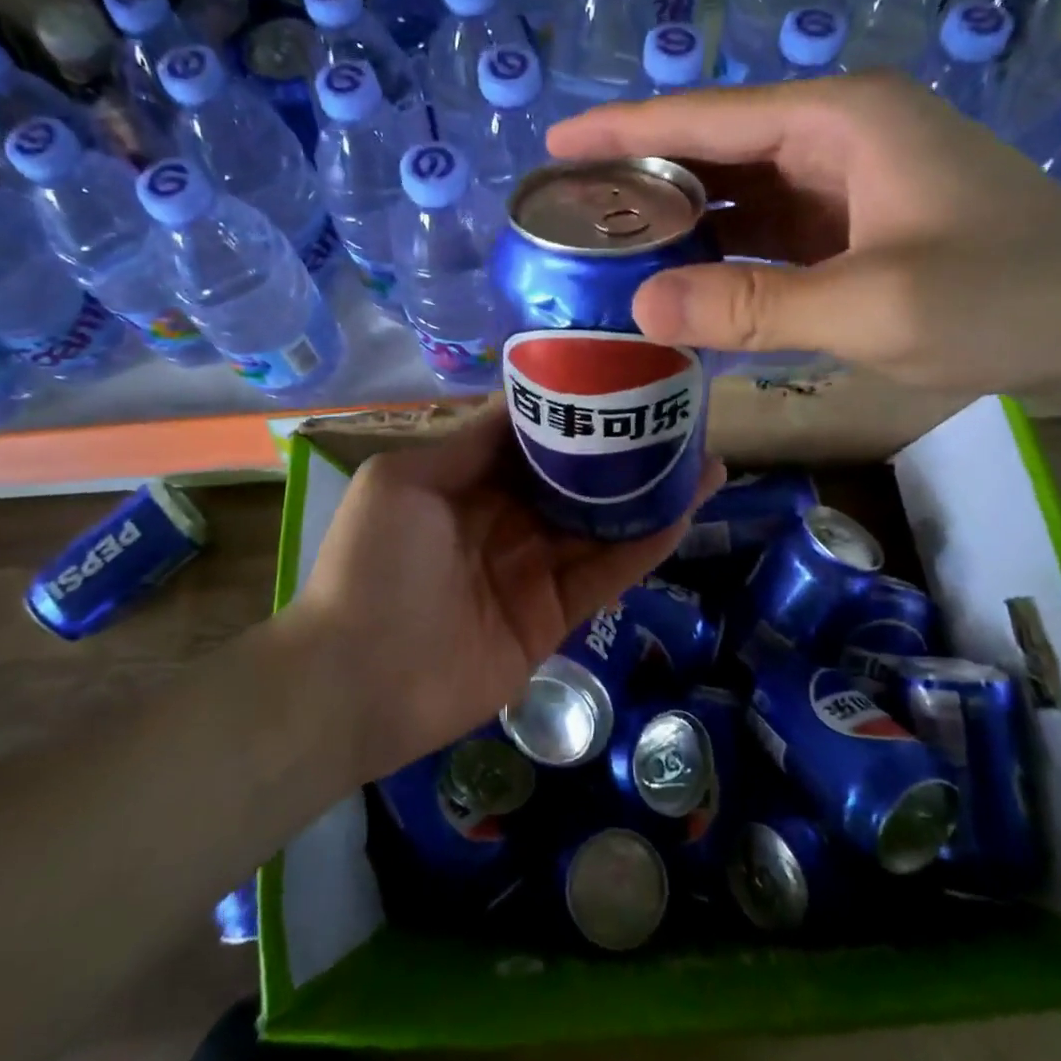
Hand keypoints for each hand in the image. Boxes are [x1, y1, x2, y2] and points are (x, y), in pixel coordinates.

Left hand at [289, 407, 724, 783]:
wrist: (355, 680)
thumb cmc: (373, 564)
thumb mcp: (406, 481)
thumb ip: (469, 442)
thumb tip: (523, 399)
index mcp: (470, 482)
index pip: (533, 438)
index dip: (574, 411)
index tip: (619, 379)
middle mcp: (508, 519)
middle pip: (576, 479)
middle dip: (623, 452)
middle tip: (678, 418)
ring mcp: (534, 568)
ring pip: (602, 523)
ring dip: (650, 494)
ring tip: (705, 459)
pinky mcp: (555, 615)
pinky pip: (607, 573)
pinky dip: (646, 545)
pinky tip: (685, 512)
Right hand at [549, 74, 1060, 404]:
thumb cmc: (1008, 299)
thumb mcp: (873, 307)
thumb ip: (752, 306)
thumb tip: (639, 304)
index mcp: (840, 121)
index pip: (706, 117)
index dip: (624, 130)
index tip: (553, 144)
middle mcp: (838, 138)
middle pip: (715, 150)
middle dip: (642, 179)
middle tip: (569, 213)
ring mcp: (849, 185)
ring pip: (739, 195)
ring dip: (679, 222)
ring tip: (607, 250)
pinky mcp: (857, 228)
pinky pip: (768, 234)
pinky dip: (723, 255)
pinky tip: (683, 282)